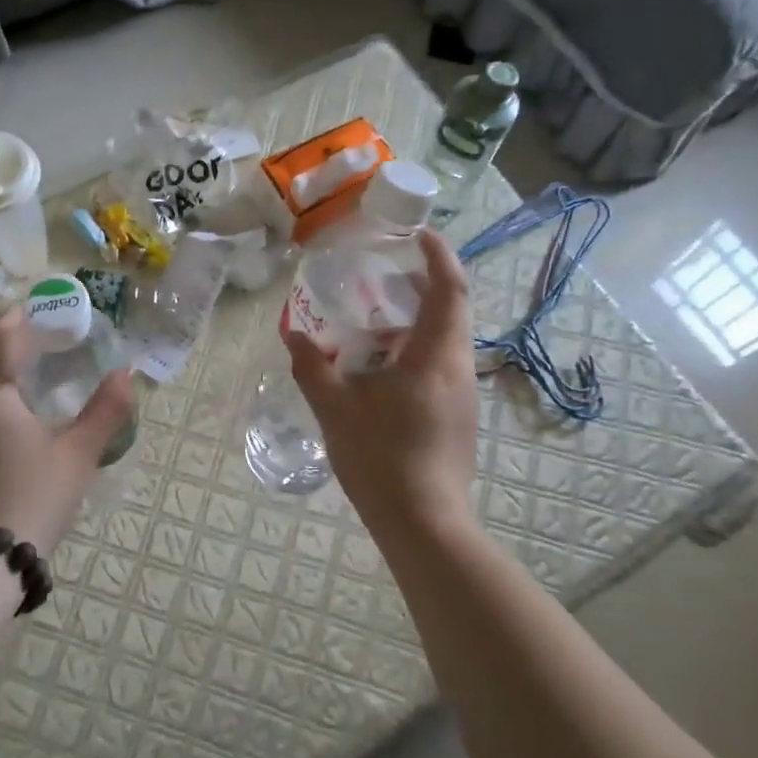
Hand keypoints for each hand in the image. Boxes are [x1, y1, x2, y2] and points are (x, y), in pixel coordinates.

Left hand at [0, 308, 134, 555]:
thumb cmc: (33, 498)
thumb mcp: (79, 454)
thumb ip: (106, 410)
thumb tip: (127, 373)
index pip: (0, 334)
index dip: (23, 317)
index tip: (48, 311)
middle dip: (2, 335)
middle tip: (39, 340)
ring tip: (25, 371)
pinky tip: (7, 409)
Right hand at [285, 230, 479, 532]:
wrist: (424, 523)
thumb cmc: (381, 458)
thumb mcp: (335, 408)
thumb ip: (312, 366)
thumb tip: (293, 334)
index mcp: (435, 355)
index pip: (449, 287)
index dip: (438, 255)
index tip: (418, 233)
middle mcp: (458, 367)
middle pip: (452, 309)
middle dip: (423, 285)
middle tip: (384, 275)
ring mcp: (463, 395)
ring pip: (447, 340)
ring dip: (418, 320)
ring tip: (375, 319)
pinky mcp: (459, 417)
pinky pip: (442, 365)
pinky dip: (417, 349)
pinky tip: (382, 368)